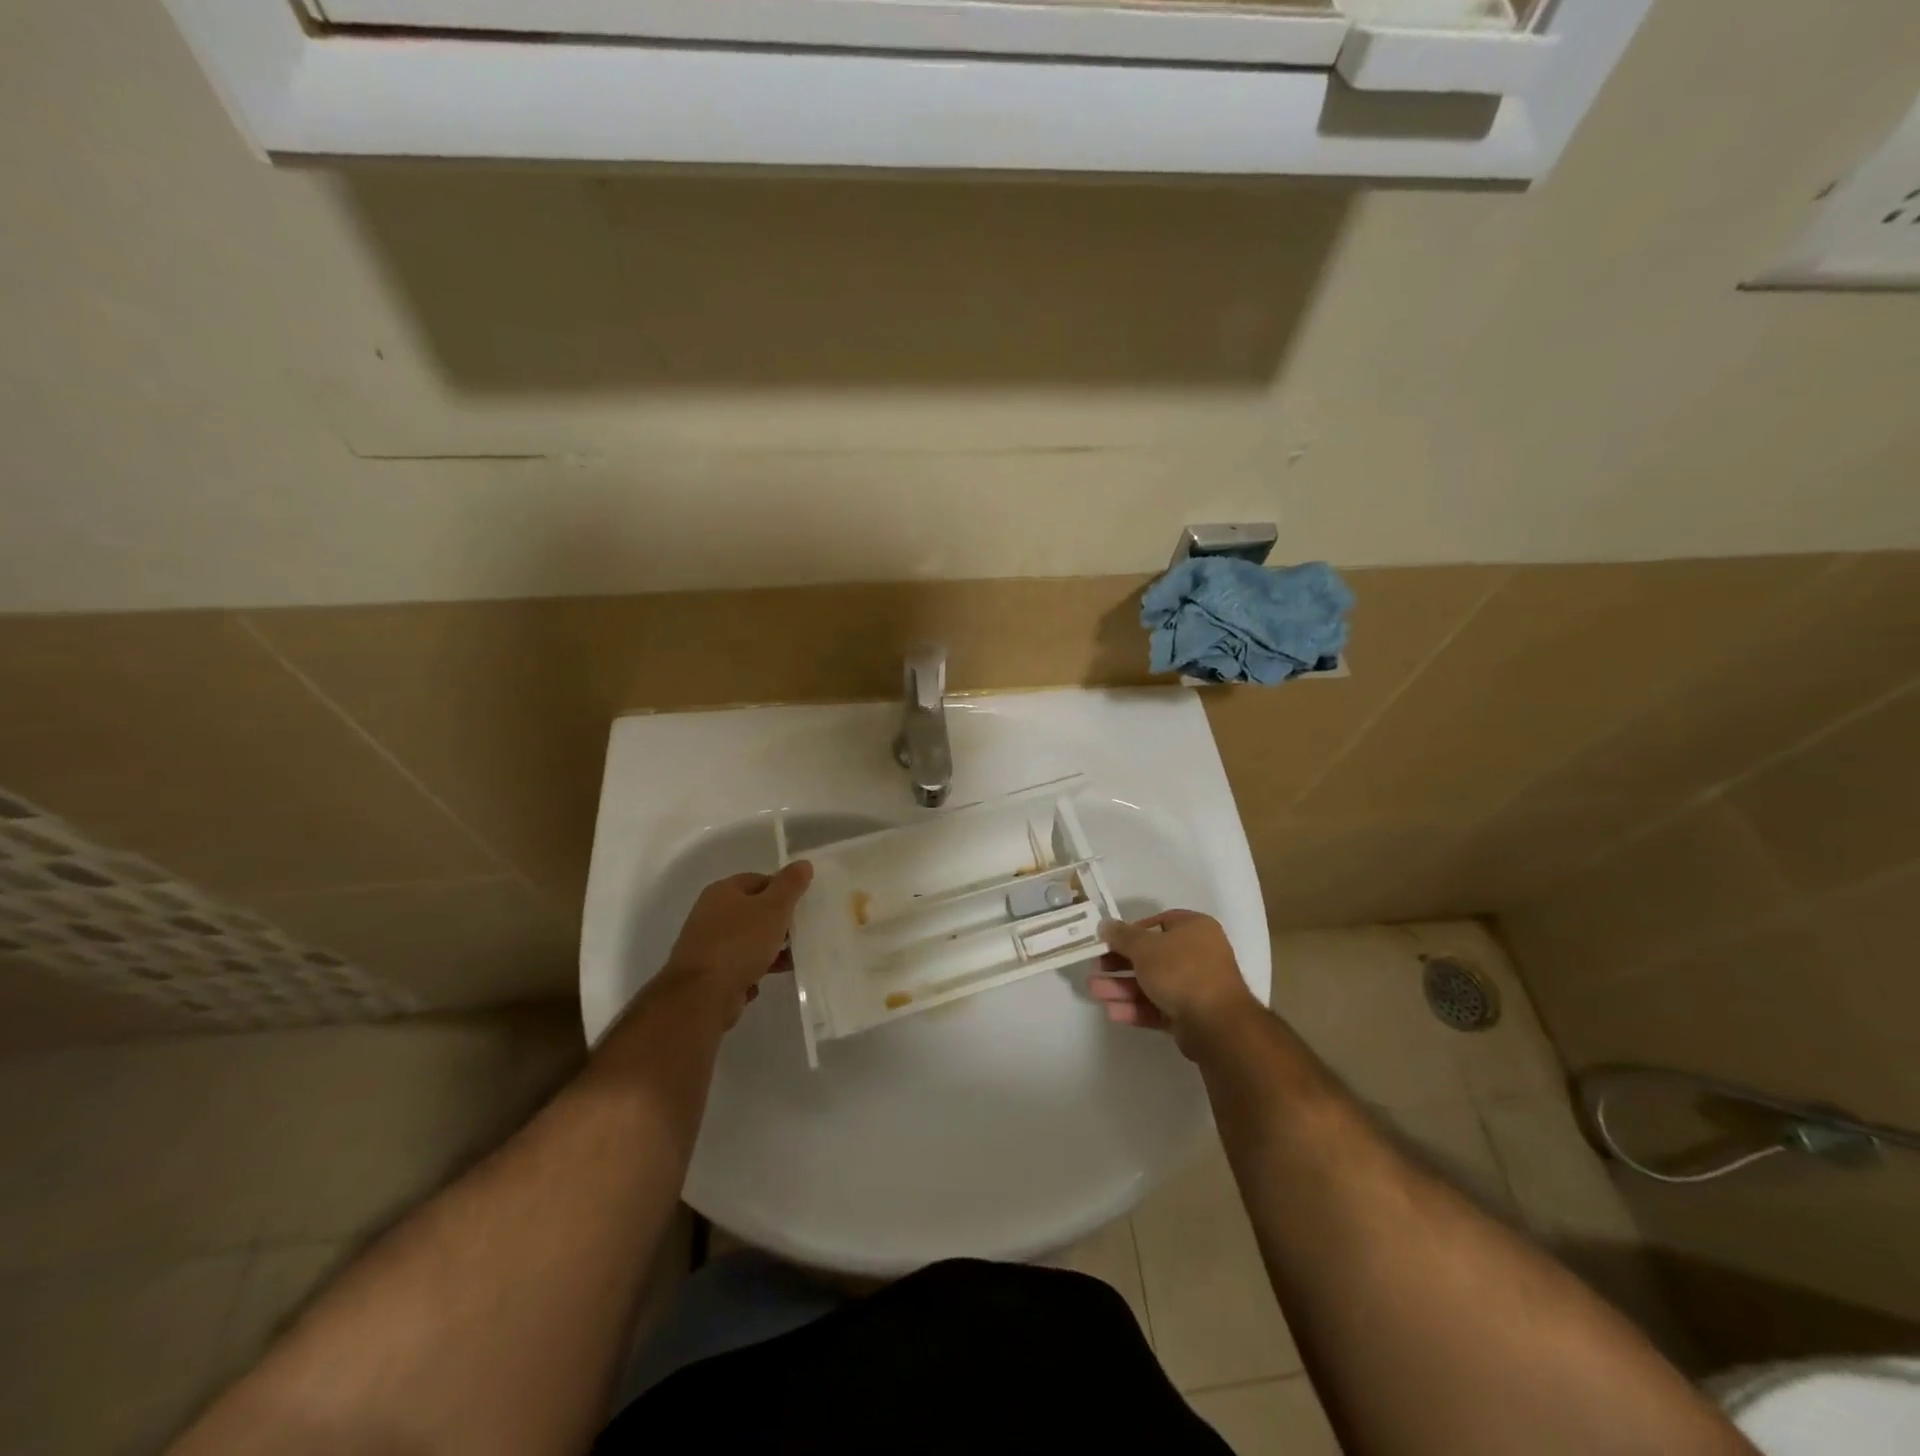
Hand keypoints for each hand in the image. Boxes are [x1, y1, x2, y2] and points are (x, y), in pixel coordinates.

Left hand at [658, 861, 813, 1027]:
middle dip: (777, 923)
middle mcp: (710, 914)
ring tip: (789, 961)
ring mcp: (706, 945)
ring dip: (768, 950)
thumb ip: (790, 885)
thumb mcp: (773, 909)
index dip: (782, 890)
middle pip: (752, 911)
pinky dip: (751, 971)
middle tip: (799, 933)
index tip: (801, 906)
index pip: (759, 880)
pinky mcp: (707, 973)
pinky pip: (736, 966)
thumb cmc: (740, 943)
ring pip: (746, 941)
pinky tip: (762, 981)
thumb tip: (803, 864)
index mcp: (723, 891)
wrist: (702, 995)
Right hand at [1089, 909, 1261, 1057]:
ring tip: (1094, 991)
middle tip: (1095, 968)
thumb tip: (1105, 925)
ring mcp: (1195, 986)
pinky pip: (1158, 1006)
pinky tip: (1112, 1012)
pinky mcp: (1190, 1015)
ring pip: (1151, 983)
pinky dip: (1136, 1008)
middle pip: (1151, 956)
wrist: (1216, 1024)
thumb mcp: (1145, 947)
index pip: (1159, 923)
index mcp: (1194, 929)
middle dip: (1119, 964)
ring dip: (1121, 987)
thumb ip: (1121, 936)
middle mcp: (1198, 954)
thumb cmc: (1181, 971)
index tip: (1110, 941)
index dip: (1132, 931)